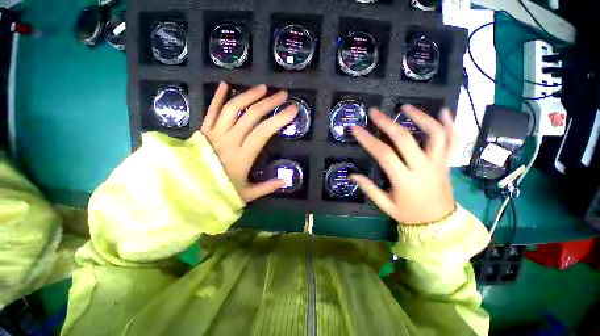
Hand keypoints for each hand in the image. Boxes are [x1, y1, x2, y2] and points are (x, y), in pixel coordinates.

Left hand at [200, 82, 298, 202]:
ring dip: (248, 96)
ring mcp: (214, 133)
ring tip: (262, 88)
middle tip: (282, 94)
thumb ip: (267, 187)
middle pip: (251, 115)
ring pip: (232, 109)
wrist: (186, 191)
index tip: (293, 109)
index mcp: (242, 156)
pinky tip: (225, 85)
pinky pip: (210, 111)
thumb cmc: (218, 193)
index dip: (280, 119)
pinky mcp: (203, 131)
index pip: (264, 132)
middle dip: (269, 103)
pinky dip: (217, 97)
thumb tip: (286, 181)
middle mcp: (229, 140)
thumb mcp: (246, 194)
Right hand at [351, 106, 455, 223]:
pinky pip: (453, 140)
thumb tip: (352, 175)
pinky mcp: (447, 162)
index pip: (384, 154)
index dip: (368, 140)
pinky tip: (443, 111)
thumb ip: (369, 189)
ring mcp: (438, 163)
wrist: (439, 223)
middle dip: (387, 123)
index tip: (356, 129)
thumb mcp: (386, 206)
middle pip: (405, 139)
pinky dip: (450, 124)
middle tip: (375, 111)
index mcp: (404, 180)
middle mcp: (423, 168)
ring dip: (420, 117)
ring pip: (434, 134)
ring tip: (405, 107)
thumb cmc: (410, 215)